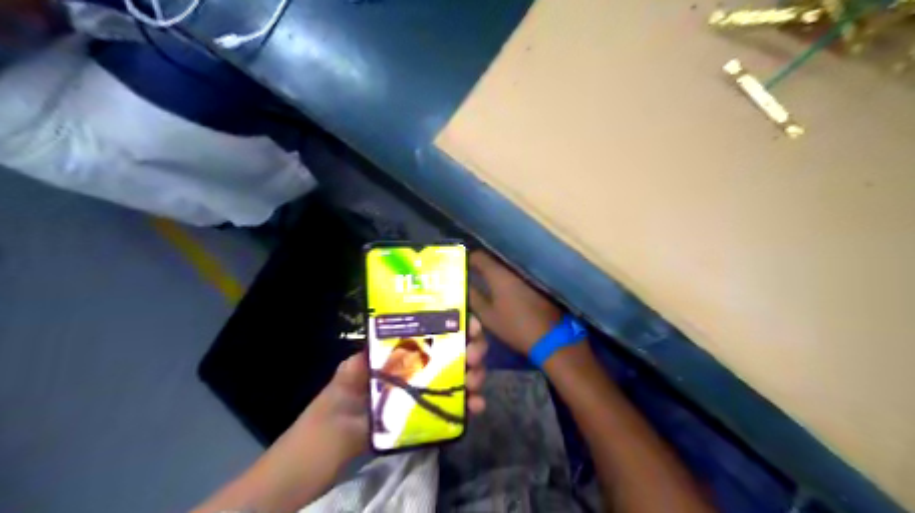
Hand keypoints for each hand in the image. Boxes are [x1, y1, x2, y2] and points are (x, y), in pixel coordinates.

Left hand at [294, 316, 492, 460]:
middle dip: (472, 348)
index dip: (458, 324)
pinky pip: (457, 408)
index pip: (436, 331)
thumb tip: (382, 339)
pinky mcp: (433, 415)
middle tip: (474, 354)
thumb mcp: (348, 374)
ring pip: (463, 377)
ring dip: (476, 375)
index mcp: (404, 352)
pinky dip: (471, 405)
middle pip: (456, 352)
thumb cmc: (338, 402)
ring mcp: (429, 392)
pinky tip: (477, 406)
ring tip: (475, 380)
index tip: (470, 324)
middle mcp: (421, 368)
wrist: (331, 442)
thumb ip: (362, 359)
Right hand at [472, 251, 566, 353]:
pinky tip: (502, 290)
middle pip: (493, 260)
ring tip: (484, 282)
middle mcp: (513, 269)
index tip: (460, 267)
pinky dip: (507, 279)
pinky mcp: (536, 283)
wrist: (550, 337)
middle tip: (471, 276)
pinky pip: (515, 275)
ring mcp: (526, 275)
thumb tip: (464, 284)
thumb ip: (473, 297)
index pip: (479, 256)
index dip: (468, 259)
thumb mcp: (487, 315)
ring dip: (495, 273)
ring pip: (505, 268)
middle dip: (481, 266)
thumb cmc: (514, 326)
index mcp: (498, 274)